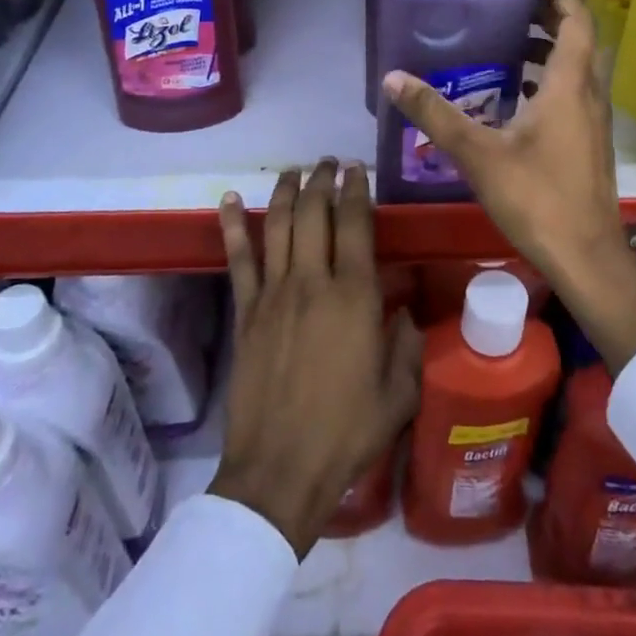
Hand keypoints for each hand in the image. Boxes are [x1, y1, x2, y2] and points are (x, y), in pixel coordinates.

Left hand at [208, 160, 422, 557]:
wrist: (280, 471)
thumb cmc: (347, 432)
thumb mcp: (399, 393)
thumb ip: (408, 344)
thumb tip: (403, 313)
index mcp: (354, 296)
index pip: (355, 223)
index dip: (356, 189)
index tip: (357, 170)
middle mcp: (312, 282)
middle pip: (313, 213)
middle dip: (322, 180)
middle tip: (329, 164)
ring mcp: (273, 294)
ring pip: (276, 224)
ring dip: (285, 190)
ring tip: (294, 170)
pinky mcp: (245, 312)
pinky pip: (238, 259)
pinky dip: (231, 225)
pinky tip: (228, 200)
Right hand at [383, 0, 622, 278]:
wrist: (586, 257)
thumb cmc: (537, 198)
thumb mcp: (478, 154)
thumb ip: (435, 114)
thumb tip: (393, 78)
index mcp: (569, 85)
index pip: (576, 19)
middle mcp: (589, 95)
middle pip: (579, 39)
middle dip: (550, 15)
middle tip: (512, 5)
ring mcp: (594, 122)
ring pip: (578, 68)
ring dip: (552, 49)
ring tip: (511, 44)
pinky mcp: (591, 144)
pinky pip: (575, 93)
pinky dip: (552, 80)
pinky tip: (518, 99)